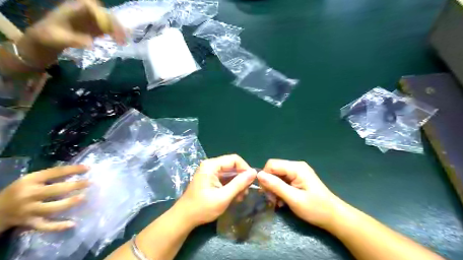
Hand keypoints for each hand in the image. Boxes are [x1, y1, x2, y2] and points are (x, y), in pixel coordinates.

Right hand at [0, 165, 87, 231]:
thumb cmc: (21, 190)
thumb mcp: (32, 179)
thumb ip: (52, 176)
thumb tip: (78, 172)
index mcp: (30, 180)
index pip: (54, 172)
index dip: (72, 170)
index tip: (88, 168)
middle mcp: (29, 195)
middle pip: (55, 190)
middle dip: (74, 186)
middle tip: (89, 183)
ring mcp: (29, 210)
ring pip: (52, 208)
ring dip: (69, 203)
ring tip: (83, 198)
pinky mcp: (29, 223)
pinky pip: (45, 226)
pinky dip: (58, 226)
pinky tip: (72, 224)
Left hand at [17, 0, 125, 67]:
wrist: (45, 41)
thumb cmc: (48, 38)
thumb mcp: (57, 39)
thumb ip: (73, 40)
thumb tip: (91, 43)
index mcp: (73, 9)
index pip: (91, 6)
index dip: (102, 15)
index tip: (108, 29)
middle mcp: (84, 12)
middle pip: (104, 13)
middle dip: (114, 24)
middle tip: (122, 38)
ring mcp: (90, 20)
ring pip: (108, 21)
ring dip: (118, 30)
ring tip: (123, 41)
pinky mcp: (94, 29)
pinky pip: (108, 28)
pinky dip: (116, 34)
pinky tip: (120, 42)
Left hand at [176, 154, 258, 227]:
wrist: (184, 218)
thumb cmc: (202, 208)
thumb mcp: (223, 197)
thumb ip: (239, 184)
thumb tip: (254, 172)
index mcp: (211, 165)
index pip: (234, 159)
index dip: (245, 168)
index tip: (251, 182)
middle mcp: (211, 165)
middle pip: (232, 166)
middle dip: (241, 178)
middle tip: (245, 193)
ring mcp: (210, 172)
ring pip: (230, 173)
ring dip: (237, 184)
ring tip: (240, 197)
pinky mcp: (210, 179)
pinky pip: (225, 179)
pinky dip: (231, 187)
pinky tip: (234, 197)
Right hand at [257, 158, 342, 229]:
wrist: (334, 217)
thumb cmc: (316, 209)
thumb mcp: (294, 199)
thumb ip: (276, 186)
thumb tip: (259, 175)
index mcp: (296, 168)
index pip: (272, 164)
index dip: (265, 177)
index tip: (266, 192)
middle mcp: (296, 166)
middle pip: (274, 170)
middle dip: (269, 184)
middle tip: (272, 200)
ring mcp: (297, 173)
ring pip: (276, 176)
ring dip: (274, 189)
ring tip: (277, 202)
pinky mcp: (297, 179)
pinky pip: (282, 181)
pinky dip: (279, 190)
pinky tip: (282, 201)